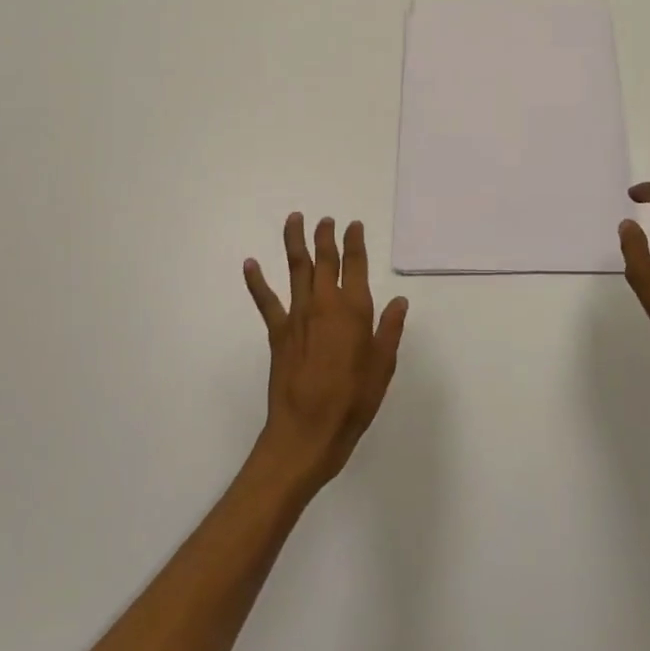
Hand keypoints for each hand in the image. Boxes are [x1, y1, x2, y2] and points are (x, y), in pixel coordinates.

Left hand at [244, 214, 407, 492]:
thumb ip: (390, 329)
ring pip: (296, 269)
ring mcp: (298, 316)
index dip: (355, 242)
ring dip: (295, 242)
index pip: (355, 265)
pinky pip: (266, 301)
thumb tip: (399, 301)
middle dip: (325, 236)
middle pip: (324, 260)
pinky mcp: (278, 332)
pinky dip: (256, 281)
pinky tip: (250, 264)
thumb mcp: (383, 366)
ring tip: (294, 219)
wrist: (308, 431)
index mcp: (354, 310)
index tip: (353, 225)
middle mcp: (325, 304)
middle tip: (326, 219)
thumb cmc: (353, 401)